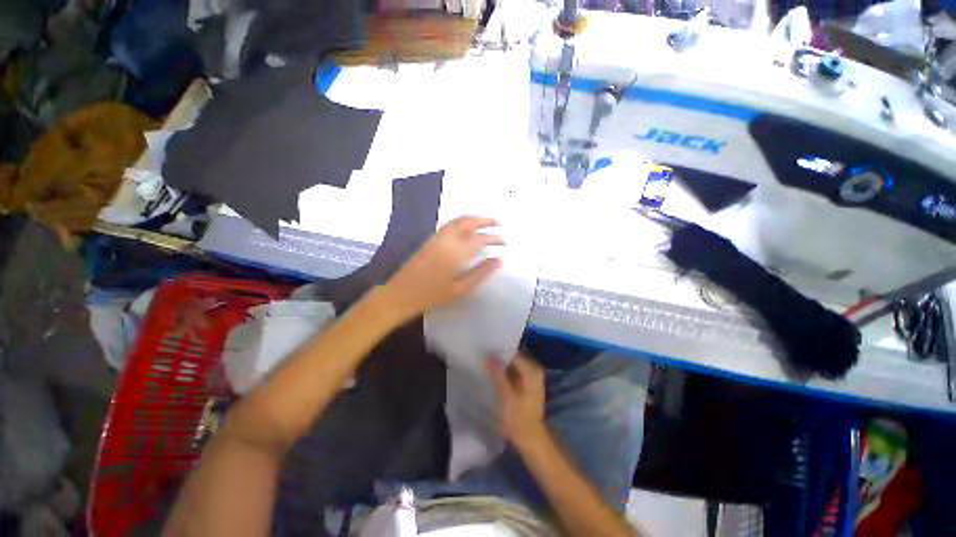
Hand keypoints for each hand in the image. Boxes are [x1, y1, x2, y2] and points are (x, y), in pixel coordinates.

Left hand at [380, 216, 502, 321]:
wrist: (400, 295)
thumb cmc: (432, 296)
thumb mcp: (460, 289)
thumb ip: (481, 273)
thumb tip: (499, 261)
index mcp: (456, 253)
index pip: (480, 239)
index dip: (494, 239)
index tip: (504, 242)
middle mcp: (447, 240)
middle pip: (468, 222)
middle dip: (485, 220)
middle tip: (499, 224)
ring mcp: (436, 238)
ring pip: (458, 220)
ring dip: (474, 218)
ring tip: (486, 223)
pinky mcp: (430, 240)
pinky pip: (449, 224)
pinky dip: (462, 221)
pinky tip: (467, 228)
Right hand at [487, 354, 546, 446]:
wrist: (530, 439)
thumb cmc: (519, 418)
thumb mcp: (507, 396)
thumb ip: (497, 375)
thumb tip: (488, 356)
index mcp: (532, 370)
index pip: (514, 354)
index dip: (499, 352)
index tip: (485, 351)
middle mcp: (534, 370)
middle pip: (514, 358)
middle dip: (500, 358)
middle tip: (483, 357)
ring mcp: (531, 378)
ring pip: (513, 365)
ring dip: (501, 365)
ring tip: (486, 364)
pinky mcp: (527, 386)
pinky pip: (514, 373)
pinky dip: (505, 373)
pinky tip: (493, 374)